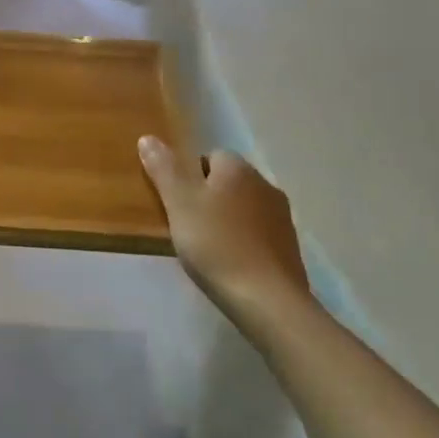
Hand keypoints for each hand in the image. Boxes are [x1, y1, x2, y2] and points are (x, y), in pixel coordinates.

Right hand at [139, 139, 310, 335]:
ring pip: (244, 207)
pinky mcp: (290, 248)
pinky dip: (244, 241)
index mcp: (238, 169)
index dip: (189, 175)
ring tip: (206, 246)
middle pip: (228, 181)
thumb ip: (163, 168)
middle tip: (186, 223)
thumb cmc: (216, 243)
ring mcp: (282, 218)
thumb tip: (148, 137)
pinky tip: (230, 263)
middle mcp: (265, 185)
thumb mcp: (178, 202)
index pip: (210, 155)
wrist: (267, 300)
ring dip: (227, 219)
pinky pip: (258, 233)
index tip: (177, 201)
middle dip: (208, 197)